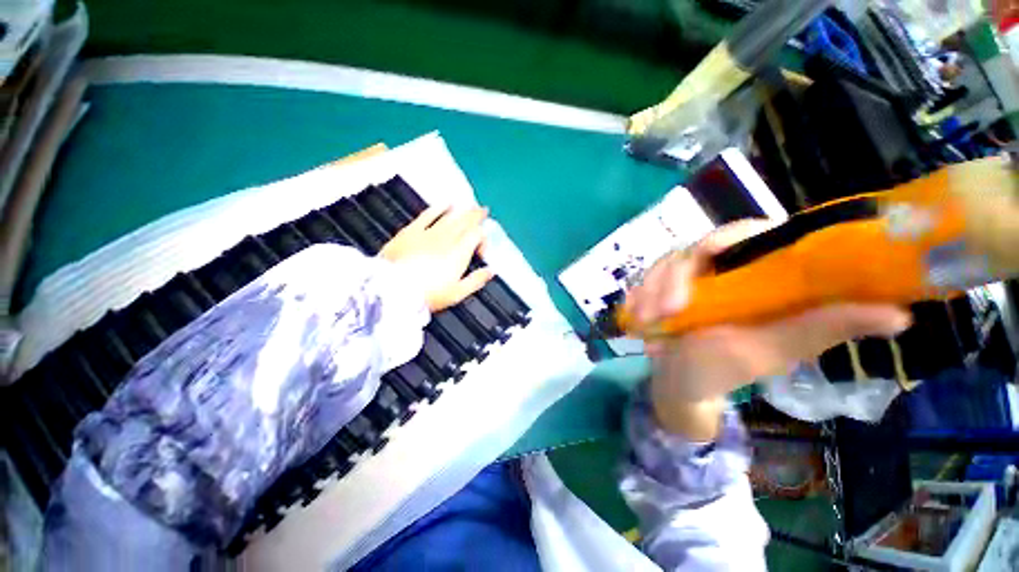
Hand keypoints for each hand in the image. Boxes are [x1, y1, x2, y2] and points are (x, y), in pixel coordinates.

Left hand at [380, 206, 494, 311]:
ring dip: (462, 210)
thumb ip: (476, 280)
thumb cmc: (428, 295)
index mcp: (459, 253)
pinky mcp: (411, 231)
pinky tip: (445, 203)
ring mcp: (429, 232)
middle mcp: (447, 238)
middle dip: (476, 216)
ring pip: (450, 216)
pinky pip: (428, 214)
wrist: (392, 290)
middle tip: (483, 210)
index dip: (483, 239)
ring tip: (470, 205)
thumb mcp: (457, 293)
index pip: (477, 235)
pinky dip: (439, 207)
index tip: (481, 252)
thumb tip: (491, 270)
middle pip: (465, 222)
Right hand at [625, 220, 911, 438]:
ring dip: (649, 291)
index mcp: (759, 274)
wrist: (680, 383)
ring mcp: (687, 279)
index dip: (732, 238)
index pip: (751, 232)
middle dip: (672, 277)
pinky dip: (637, 296)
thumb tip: (900, 313)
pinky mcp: (661, 289)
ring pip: (663, 264)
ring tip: (644, 322)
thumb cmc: (726, 370)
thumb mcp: (773, 349)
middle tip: (667, 311)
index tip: (706, 262)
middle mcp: (723, 269)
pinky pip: (644, 281)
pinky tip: (634, 316)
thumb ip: (822, 328)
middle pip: (695, 247)